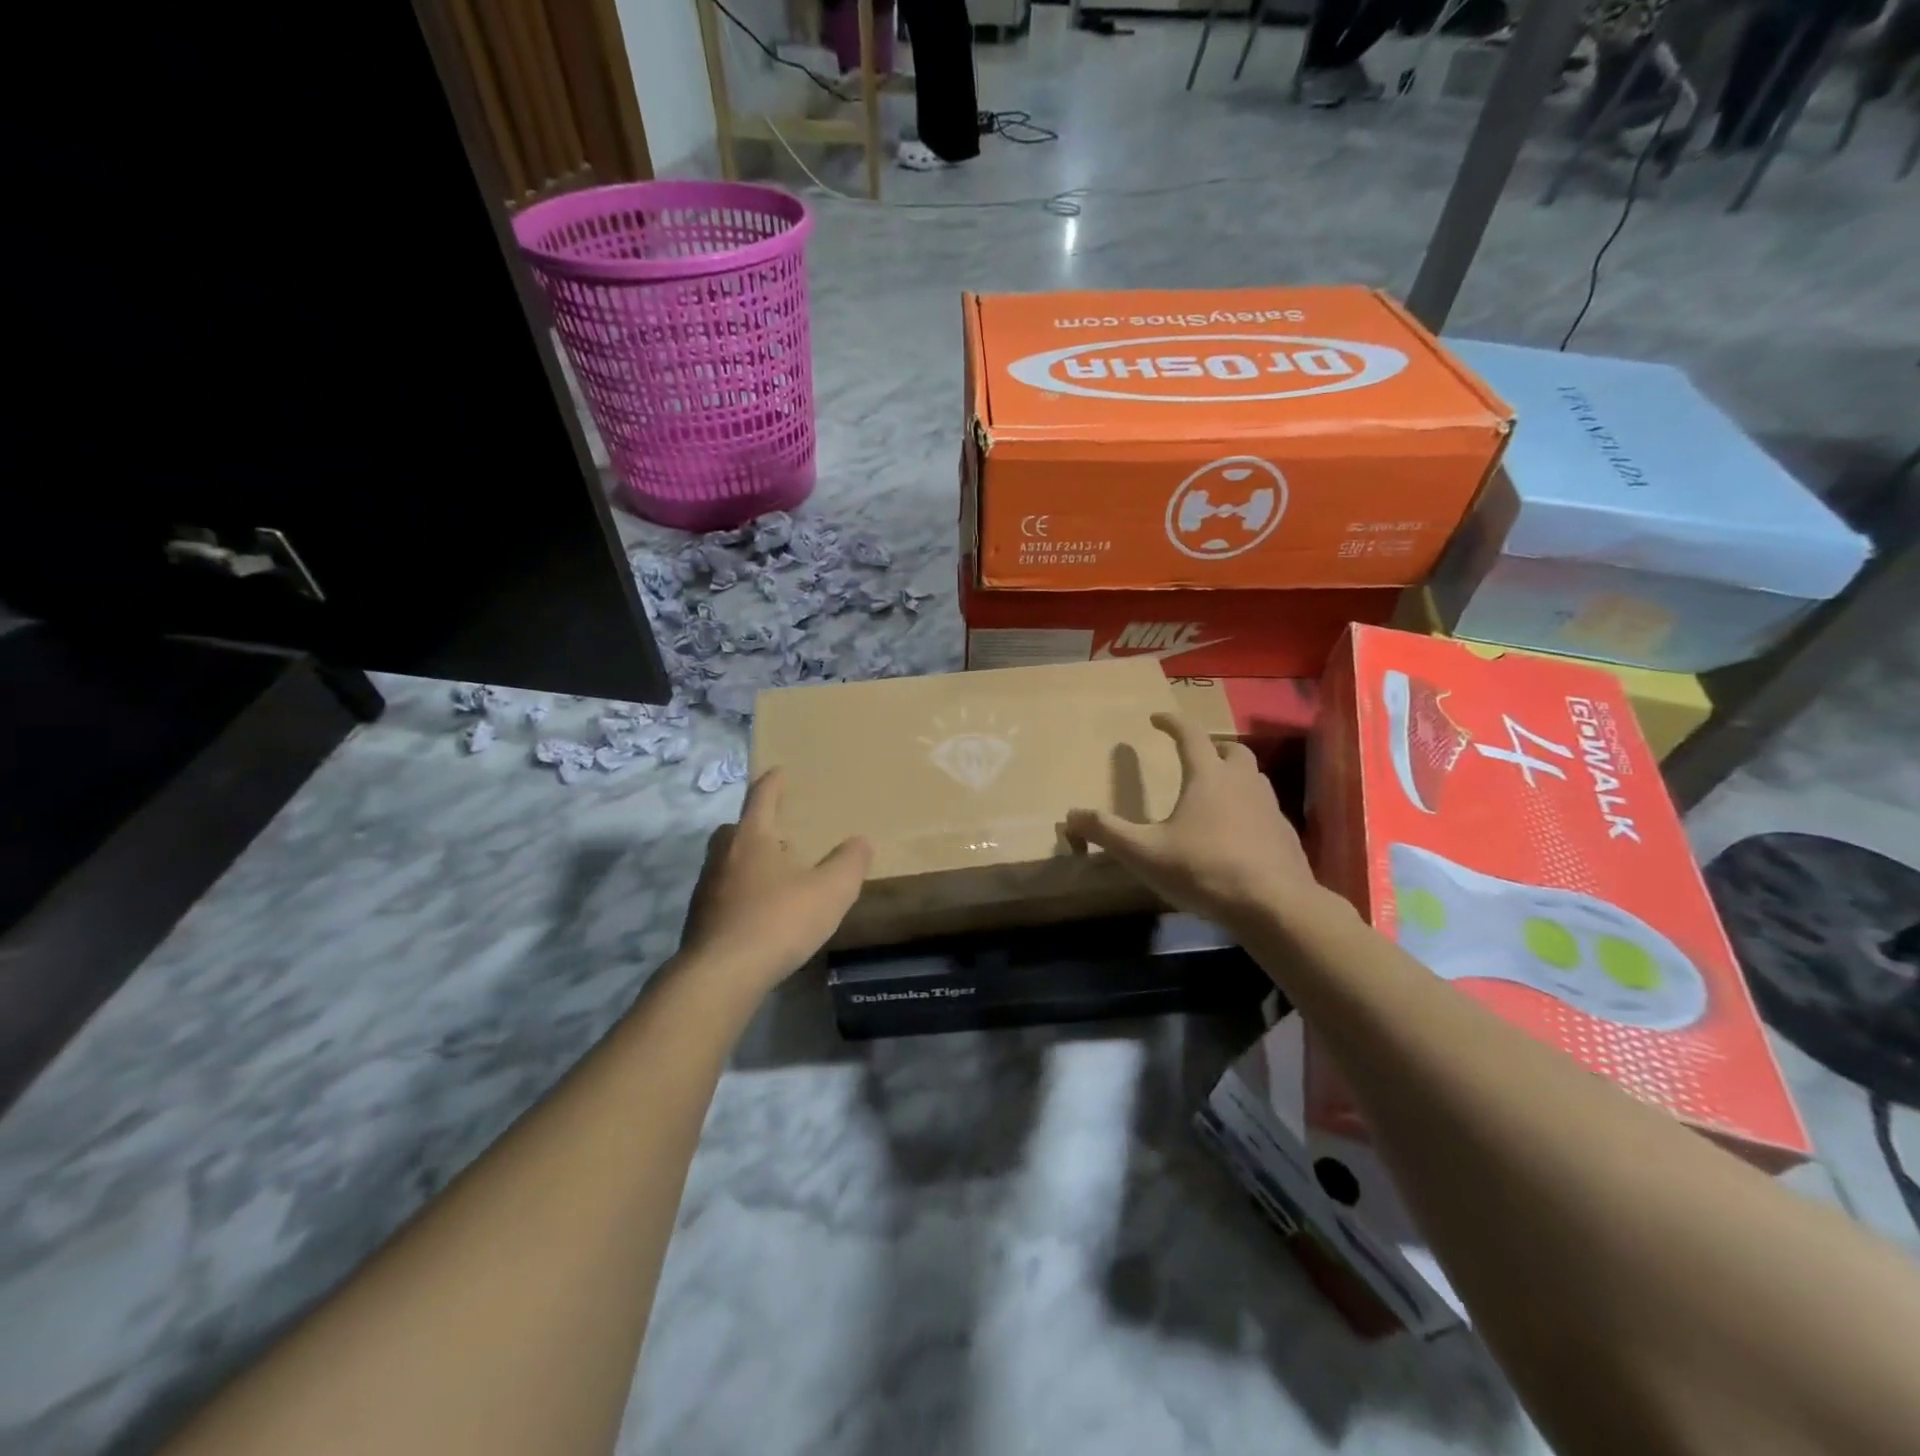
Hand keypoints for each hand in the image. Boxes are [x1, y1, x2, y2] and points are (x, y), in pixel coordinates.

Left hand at [678, 769, 872, 992]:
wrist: (720, 975)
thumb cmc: (778, 921)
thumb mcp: (830, 891)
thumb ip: (849, 863)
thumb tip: (861, 842)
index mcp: (752, 838)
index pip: (761, 798)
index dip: (772, 783)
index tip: (778, 771)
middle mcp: (723, 856)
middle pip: (735, 829)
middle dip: (755, 826)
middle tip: (778, 833)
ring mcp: (706, 889)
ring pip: (726, 862)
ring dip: (747, 862)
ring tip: (774, 876)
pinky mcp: (700, 920)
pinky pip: (723, 894)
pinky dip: (740, 894)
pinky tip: (760, 913)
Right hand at [1066, 714, 1320, 936]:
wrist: (1275, 906)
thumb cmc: (1204, 869)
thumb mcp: (1145, 853)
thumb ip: (1107, 832)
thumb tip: (1070, 815)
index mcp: (1207, 777)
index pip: (1189, 735)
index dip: (1171, 722)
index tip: (1156, 718)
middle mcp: (1242, 783)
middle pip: (1231, 750)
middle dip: (1212, 747)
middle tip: (1195, 758)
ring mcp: (1270, 808)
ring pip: (1253, 778)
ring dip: (1234, 776)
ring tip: (1215, 794)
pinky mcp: (1285, 836)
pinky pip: (1265, 810)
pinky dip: (1249, 810)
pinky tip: (1237, 835)